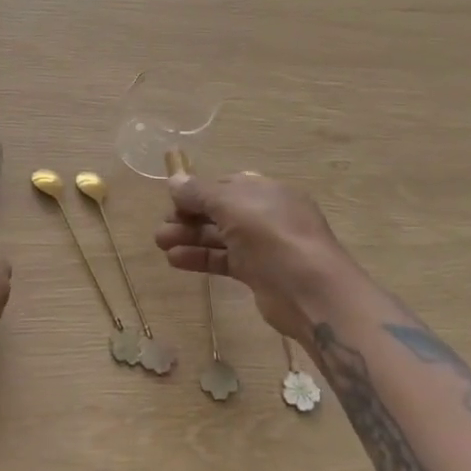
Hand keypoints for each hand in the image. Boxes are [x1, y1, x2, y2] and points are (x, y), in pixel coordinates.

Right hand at [154, 172, 357, 341]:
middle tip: (161, 228)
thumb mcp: (232, 204)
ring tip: (160, 243)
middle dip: (188, 217)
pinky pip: (224, 260)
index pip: (225, 185)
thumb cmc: (272, 235)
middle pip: (220, 211)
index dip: (197, 192)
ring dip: (189, 238)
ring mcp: (263, 245)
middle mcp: (265, 214)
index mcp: (264, 190)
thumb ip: (200, 193)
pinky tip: (175, 260)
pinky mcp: (259, 274)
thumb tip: (174, 180)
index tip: (172, 202)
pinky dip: (201, 258)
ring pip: (220, 236)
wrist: (311, 291)